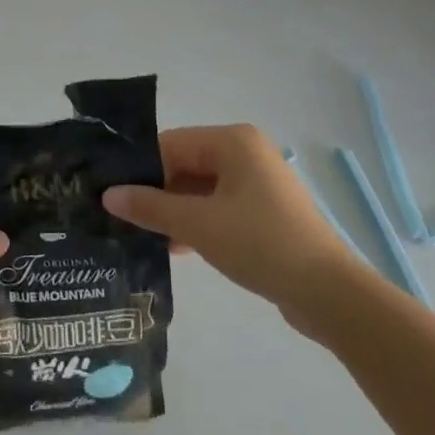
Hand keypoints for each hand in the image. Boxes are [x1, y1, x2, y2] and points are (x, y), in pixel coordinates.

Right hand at [104, 125, 357, 334]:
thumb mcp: (197, 225)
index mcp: (233, 141)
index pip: (170, 144)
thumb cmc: (259, 244)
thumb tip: (108, 195)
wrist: (327, 292)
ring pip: (200, 189)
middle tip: (119, 217)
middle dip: (155, 192)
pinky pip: (218, 207)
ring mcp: (257, 183)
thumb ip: (150, 207)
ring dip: (173, 211)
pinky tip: (172, 248)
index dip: (139, 169)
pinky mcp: (263, 212)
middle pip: (185, 165)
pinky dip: (196, 223)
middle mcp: (246, 153)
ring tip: (138, 235)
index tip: (109, 194)